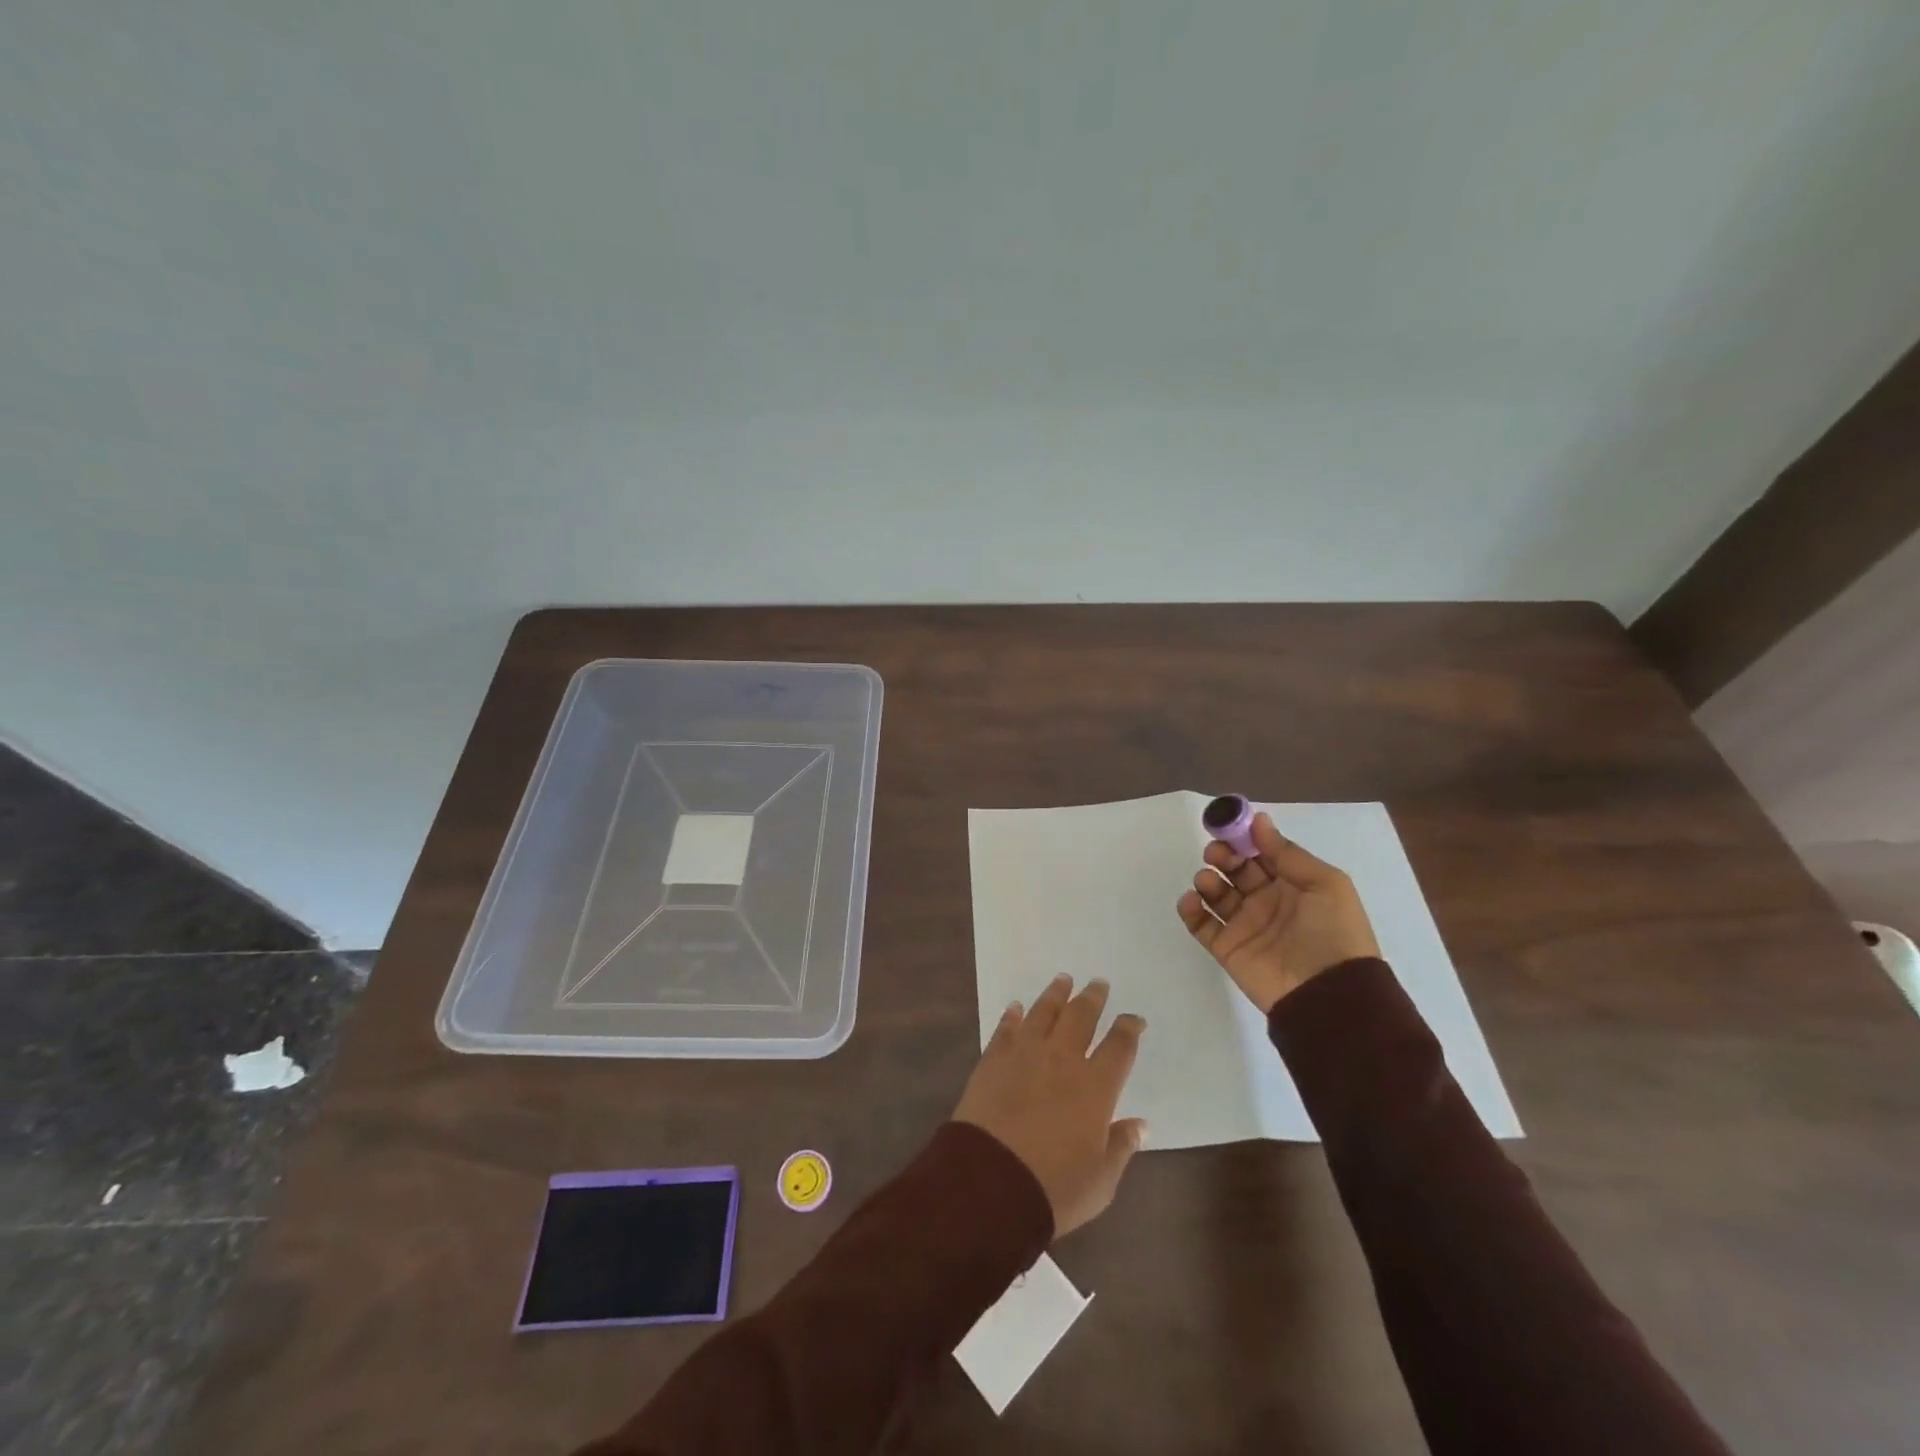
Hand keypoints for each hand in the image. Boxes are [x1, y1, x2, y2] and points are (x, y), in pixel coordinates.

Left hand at [954, 976, 1148, 1236]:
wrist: (990, 1182)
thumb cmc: (1054, 1188)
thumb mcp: (1100, 1180)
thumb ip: (1120, 1147)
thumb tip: (1140, 1125)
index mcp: (1095, 1088)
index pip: (1119, 1047)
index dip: (1129, 1029)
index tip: (1134, 1019)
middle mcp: (1062, 1060)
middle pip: (1081, 1017)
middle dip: (1092, 998)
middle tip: (1098, 983)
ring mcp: (1025, 1055)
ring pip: (1043, 1013)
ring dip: (1055, 995)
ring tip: (1063, 979)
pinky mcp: (993, 1060)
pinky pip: (1006, 1030)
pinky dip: (1012, 1016)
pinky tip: (1015, 1007)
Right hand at [1177, 812, 1379, 1013]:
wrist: (1329, 994)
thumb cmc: (1334, 932)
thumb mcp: (1325, 884)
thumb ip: (1287, 852)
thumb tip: (1258, 820)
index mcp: (1292, 884)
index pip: (1260, 854)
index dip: (1244, 839)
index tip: (1227, 828)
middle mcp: (1266, 901)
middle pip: (1235, 870)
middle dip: (1222, 856)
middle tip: (1216, 855)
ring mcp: (1244, 925)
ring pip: (1215, 894)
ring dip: (1206, 880)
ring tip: (1208, 883)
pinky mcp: (1226, 948)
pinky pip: (1201, 924)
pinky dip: (1190, 910)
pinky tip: (1192, 901)